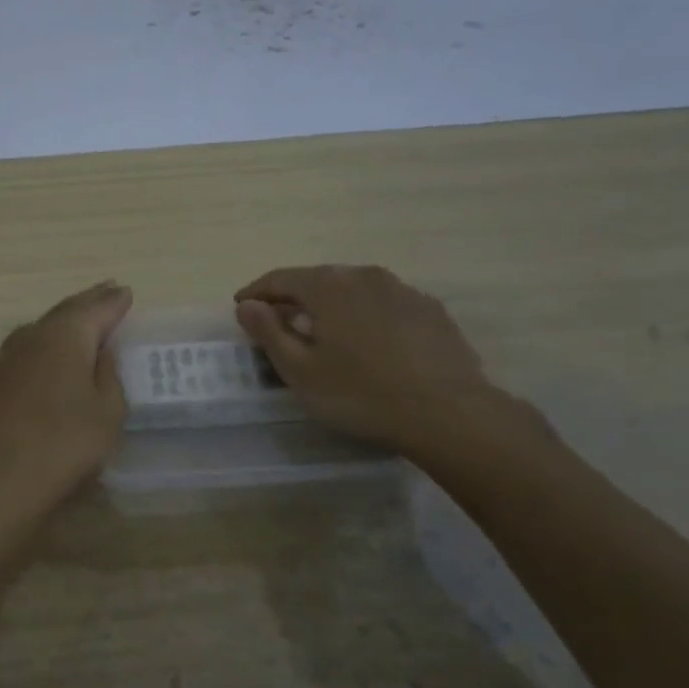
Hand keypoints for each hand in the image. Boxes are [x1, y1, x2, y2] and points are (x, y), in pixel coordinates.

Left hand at [0, 280, 131, 557]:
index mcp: (65, 338)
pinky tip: (13, 370)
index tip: (126, 292)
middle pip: (62, 315)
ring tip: (67, 327)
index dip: (112, 302)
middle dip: (85, 304)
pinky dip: (18, 364)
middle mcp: (30, 340)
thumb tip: (100, 351)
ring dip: (52, 329)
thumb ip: (108, 376)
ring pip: (31, 335)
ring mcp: (0, 364)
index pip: (95, 310)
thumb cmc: (66, 444)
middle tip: (104, 292)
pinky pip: (4, 366)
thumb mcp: (108, 412)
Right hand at [234, 265, 514, 456]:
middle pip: (318, 280)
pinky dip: (367, 316)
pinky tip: (370, 343)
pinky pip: (385, 305)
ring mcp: (402, 290)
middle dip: (294, 298)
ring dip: (333, 306)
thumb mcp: (301, 370)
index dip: (256, 292)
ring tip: (325, 332)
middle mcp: (364, 275)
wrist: (447, 412)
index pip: (280, 278)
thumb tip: (247, 305)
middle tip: (279, 321)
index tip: (241, 306)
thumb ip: (269, 333)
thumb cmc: (360, 393)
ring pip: (354, 291)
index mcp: (328, 286)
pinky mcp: (430, 310)